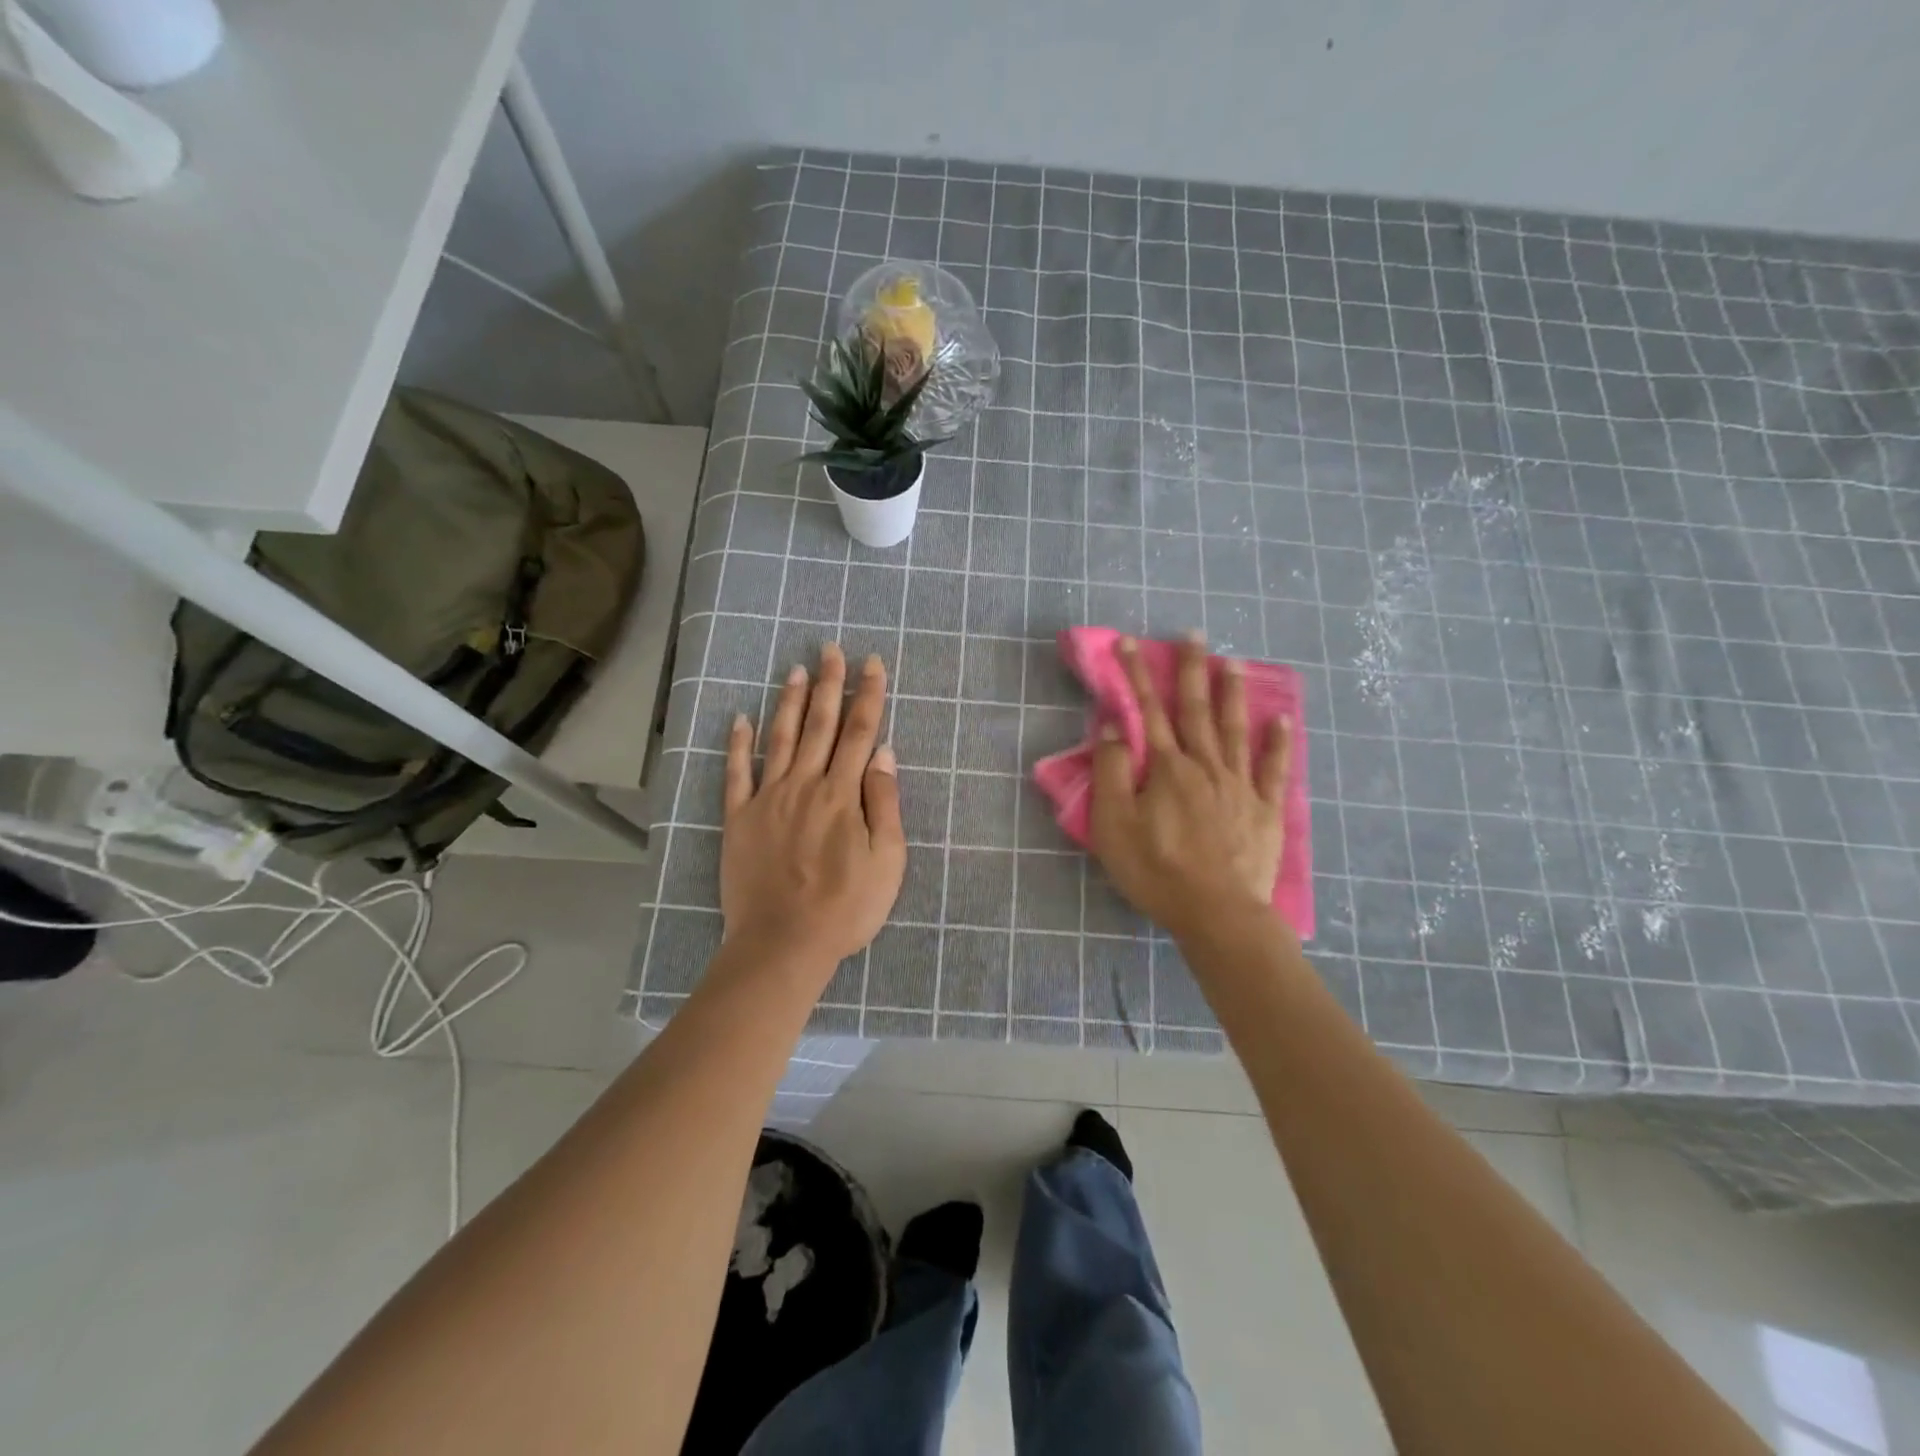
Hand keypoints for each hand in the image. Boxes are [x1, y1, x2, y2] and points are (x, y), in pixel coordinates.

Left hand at [721, 643, 906, 978]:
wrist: (783, 944)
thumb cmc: (846, 907)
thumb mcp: (887, 860)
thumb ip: (884, 802)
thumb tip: (883, 751)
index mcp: (843, 794)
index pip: (860, 732)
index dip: (868, 695)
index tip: (872, 663)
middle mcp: (805, 785)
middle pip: (821, 725)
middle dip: (829, 684)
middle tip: (830, 648)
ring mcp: (768, 799)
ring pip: (781, 739)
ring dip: (790, 702)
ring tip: (796, 669)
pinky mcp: (739, 819)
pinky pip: (736, 773)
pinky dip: (737, 744)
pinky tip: (738, 718)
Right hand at [1089, 635, 1291, 946]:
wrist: (1217, 914)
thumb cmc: (1157, 871)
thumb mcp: (1114, 825)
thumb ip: (1112, 771)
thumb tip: (1115, 726)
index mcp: (1167, 768)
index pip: (1148, 711)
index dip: (1136, 675)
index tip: (1129, 643)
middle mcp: (1206, 765)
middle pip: (1196, 709)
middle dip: (1191, 670)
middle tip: (1195, 634)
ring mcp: (1239, 785)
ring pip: (1235, 729)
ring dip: (1233, 693)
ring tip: (1233, 662)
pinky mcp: (1264, 809)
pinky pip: (1272, 769)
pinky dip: (1277, 743)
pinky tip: (1282, 721)